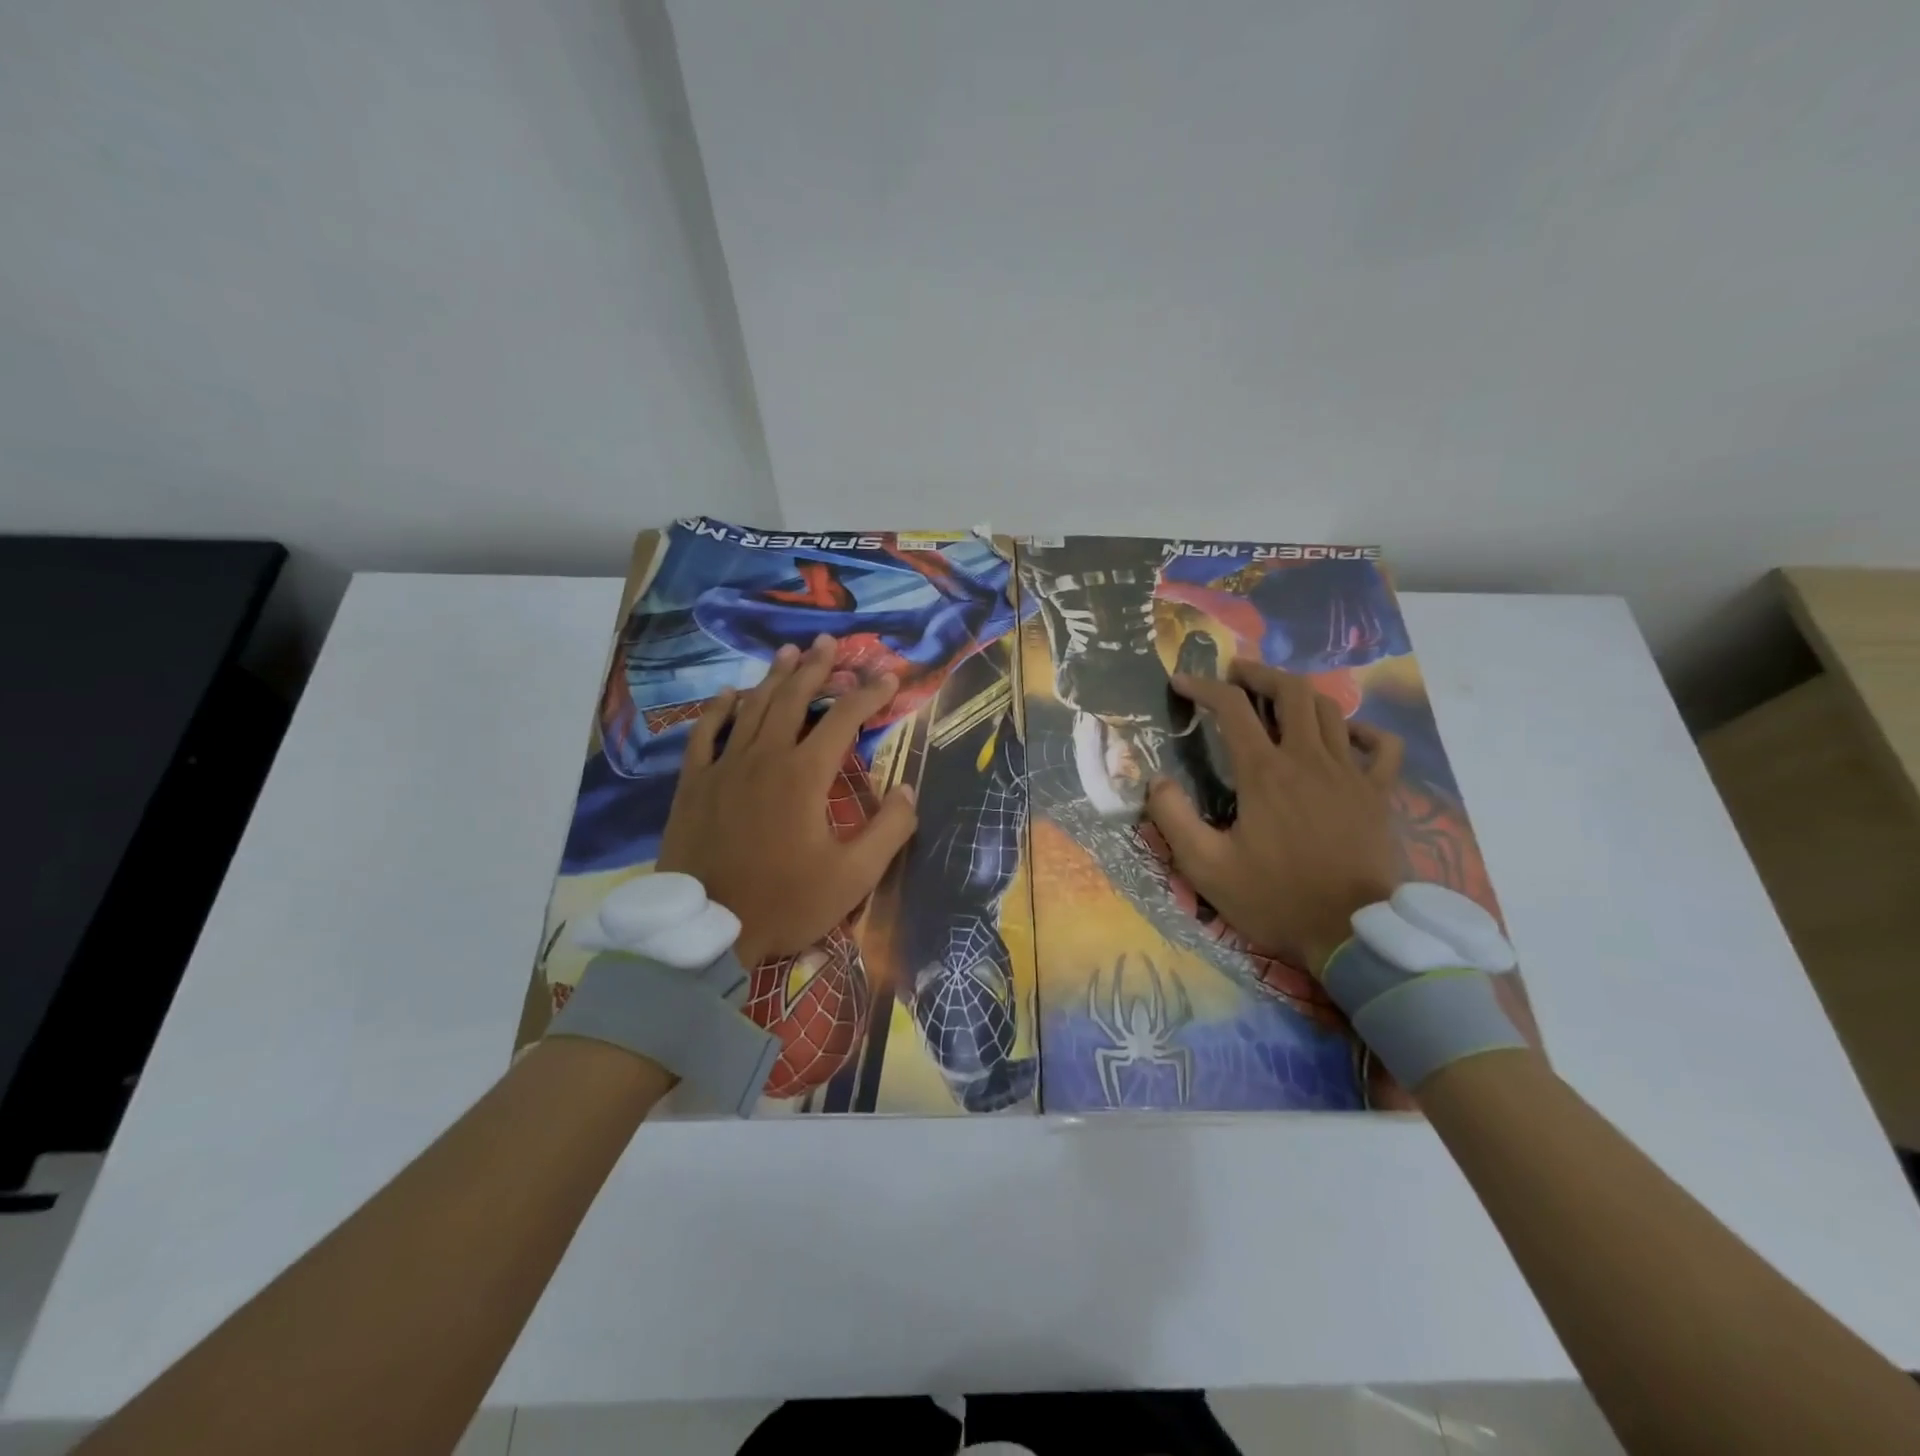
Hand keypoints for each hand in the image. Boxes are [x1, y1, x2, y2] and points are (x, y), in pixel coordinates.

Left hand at [655, 635, 917, 966]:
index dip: (869, 693)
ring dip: (774, 677)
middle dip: (817, 668)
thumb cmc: (786, 903)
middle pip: (794, 699)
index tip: (888, 676)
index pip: (844, 719)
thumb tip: (907, 789)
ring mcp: (724, 767)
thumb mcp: (853, 877)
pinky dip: (719, 709)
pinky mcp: (694, 784)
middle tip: (830, 643)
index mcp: (805, 775)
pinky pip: (705, 734)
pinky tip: (730, 693)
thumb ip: (889, 830)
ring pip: (752, 707)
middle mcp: (764, 757)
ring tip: (789, 652)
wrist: (707, 931)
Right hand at [1146, 660, 1403, 974]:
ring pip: (1330, 709)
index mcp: (1265, 773)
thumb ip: (1174, 818)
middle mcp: (1309, 759)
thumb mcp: (1206, 867)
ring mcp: (1351, 774)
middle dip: (1258, 674)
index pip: (1231, 708)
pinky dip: (1362, 730)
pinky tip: (1345, 735)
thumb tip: (1156, 781)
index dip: (1202, 687)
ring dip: (1299, 694)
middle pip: (1290, 691)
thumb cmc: (1275, 898)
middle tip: (1235, 675)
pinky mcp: (1380, 794)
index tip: (1181, 682)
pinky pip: (1382, 746)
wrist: (1353, 935)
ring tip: (1277, 697)